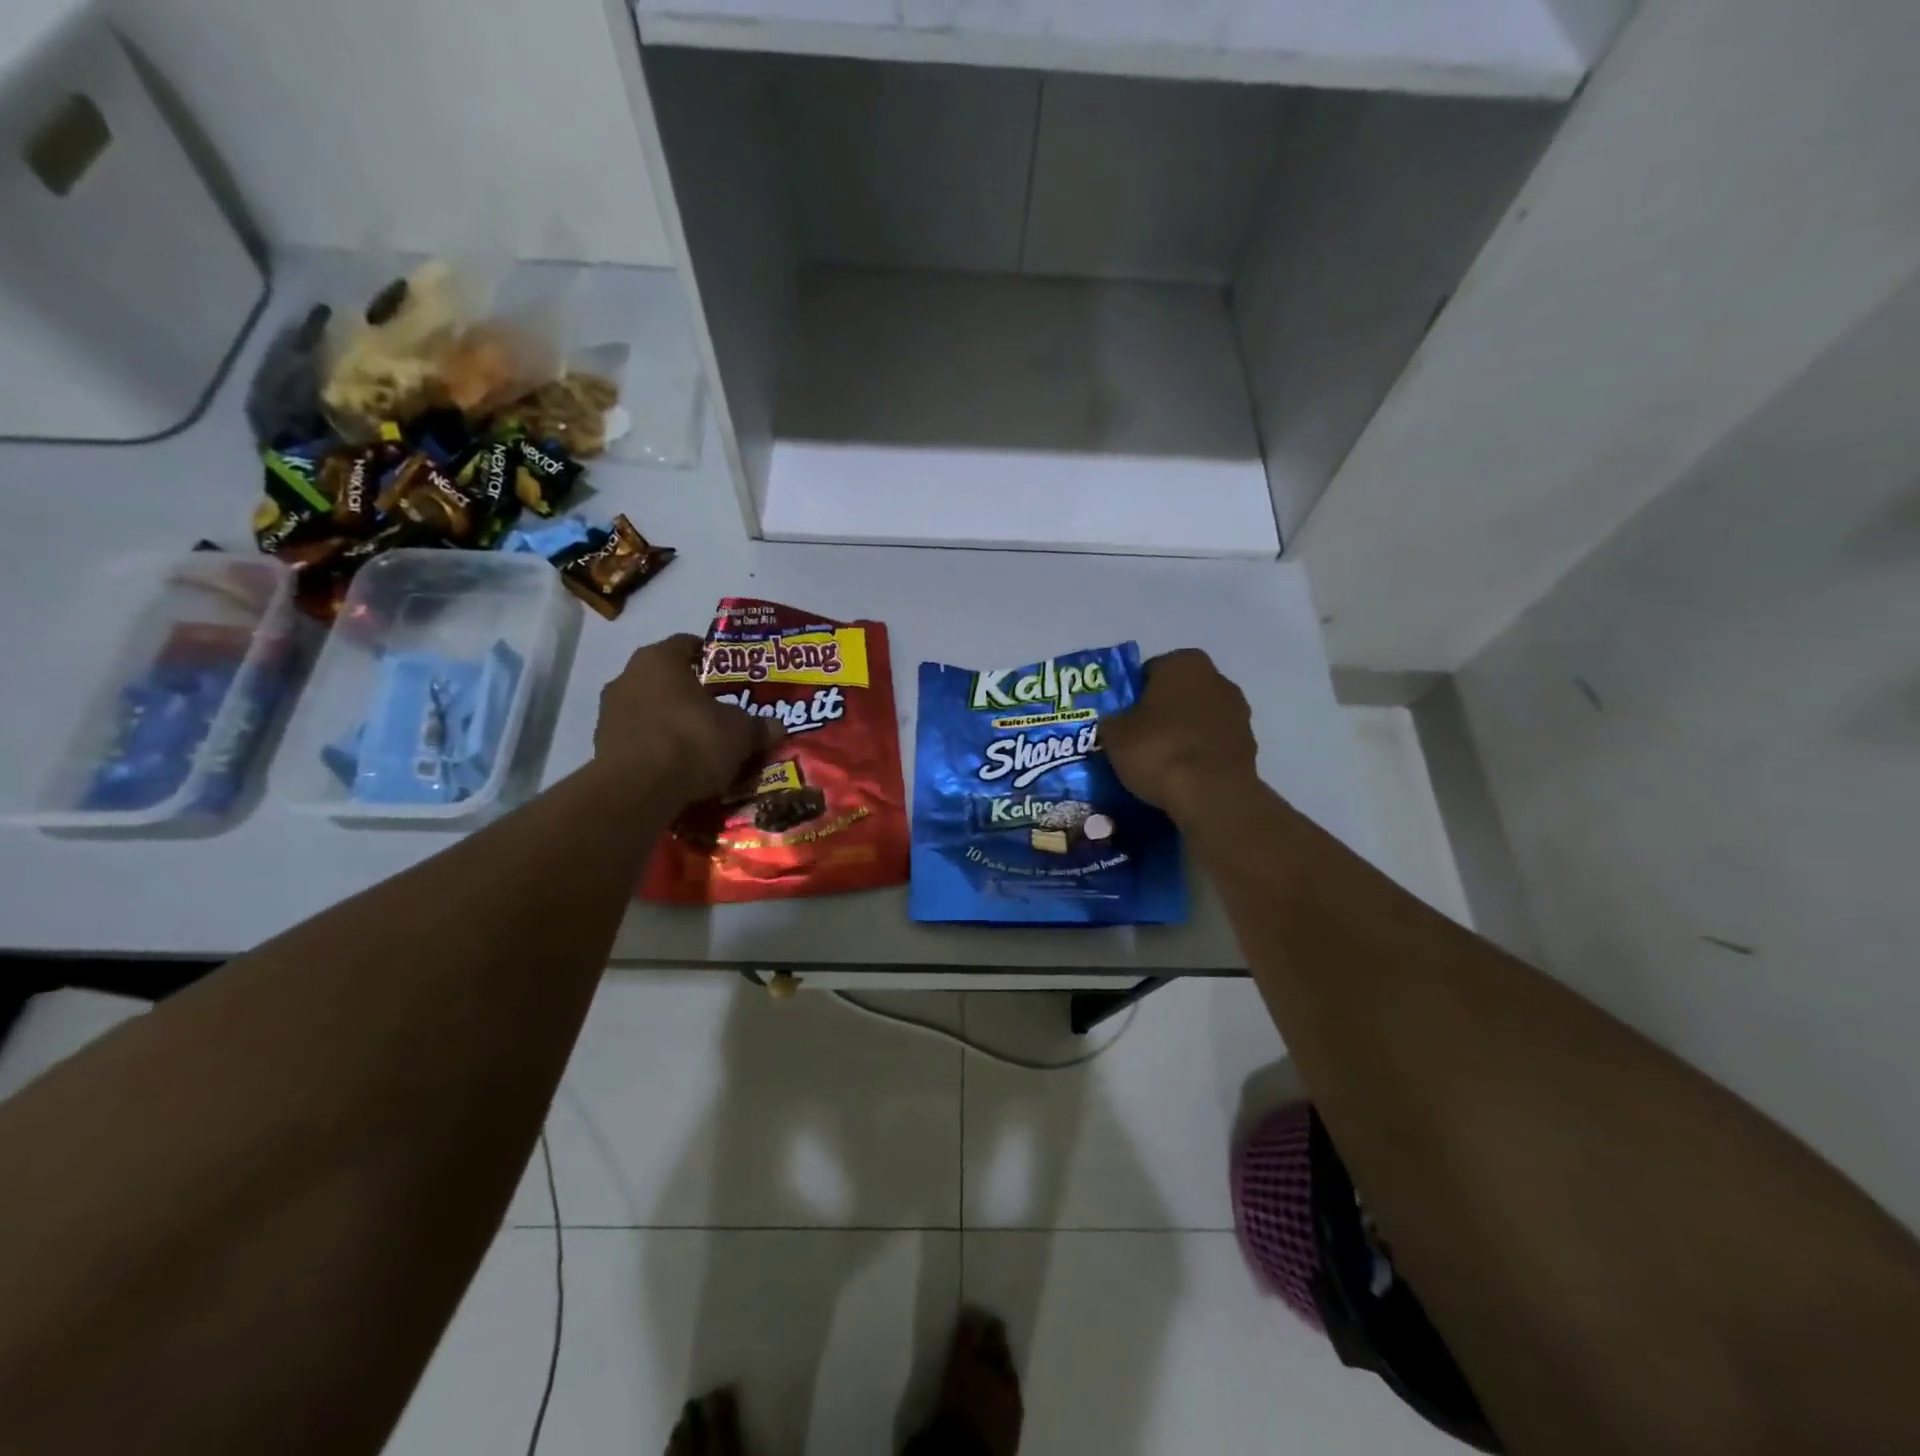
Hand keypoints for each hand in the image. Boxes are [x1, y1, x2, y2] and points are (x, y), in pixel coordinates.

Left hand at [595, 634, 783, 803]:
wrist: (639, 788)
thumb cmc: (692, 740)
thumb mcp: (739, 733)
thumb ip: (757, 726)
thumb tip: (777, 727)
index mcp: (660, 659)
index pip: (686, 644)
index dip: (708, 656)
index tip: (726, 673)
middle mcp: (627, 676)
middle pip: (664, 677)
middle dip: (688, 692)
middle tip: (715, 709)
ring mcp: (609, 711)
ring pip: (647, 707)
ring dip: (667, 719)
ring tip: (695, 741)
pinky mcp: (600, 745)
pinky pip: (636, 738)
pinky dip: (653, 746)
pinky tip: (675, 765)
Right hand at [1103, 649, 1259, 823]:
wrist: (1211, 794)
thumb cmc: (1158, 750)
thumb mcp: (1114, 735)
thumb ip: (1112, 721)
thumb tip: (1115, 724)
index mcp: (1183, 663)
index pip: (1149, 671)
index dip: (1132, 695)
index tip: (1122, 719)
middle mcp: (1216, 678)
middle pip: (1178, 693)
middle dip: (1161, 711)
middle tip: (1139, 738)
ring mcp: (1238, 711)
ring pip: (1198, 717)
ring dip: (1183, 731)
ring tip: (1161, 761)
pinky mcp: (1249, 743)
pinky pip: (1213, 742)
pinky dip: (1200, 752)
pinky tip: (1184, 774)